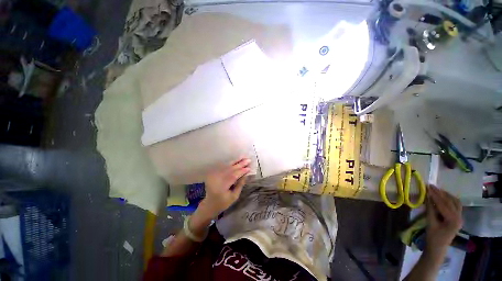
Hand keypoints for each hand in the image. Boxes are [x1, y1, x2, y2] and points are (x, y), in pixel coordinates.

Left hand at [199, 157, 250, 217]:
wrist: (209, 203)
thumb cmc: (223, 202)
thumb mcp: (234, 196)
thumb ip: (240, 185)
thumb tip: (245, 175)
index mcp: (222, 186)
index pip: (234, 175)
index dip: (242, 171)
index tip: (249, 168)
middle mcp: (218, 178)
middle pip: (231, 169)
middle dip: (240, 164)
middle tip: (249, 160)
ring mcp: (215, 174)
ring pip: (227, 165)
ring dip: (236, 161)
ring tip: (244, 157)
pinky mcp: (214, 172)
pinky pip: (224, 166)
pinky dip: (231, 162)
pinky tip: (237, 160)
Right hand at [425, 185, 462, 252]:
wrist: (438, 248)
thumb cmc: (433, 237)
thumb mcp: (430, 223)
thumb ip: (430, 209)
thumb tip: (427, 196)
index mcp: (453, 220)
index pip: (443, 204)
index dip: (435, 195)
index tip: (427, 187)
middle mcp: (459, 217)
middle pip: (451, 202)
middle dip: (441, 193)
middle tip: (431, 186)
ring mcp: (460, 217)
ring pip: (455, 202)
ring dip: (446, 195)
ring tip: (437, 189)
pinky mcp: (457, 218)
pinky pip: (455, 205)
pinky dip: (449, 199)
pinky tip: (443, 196)